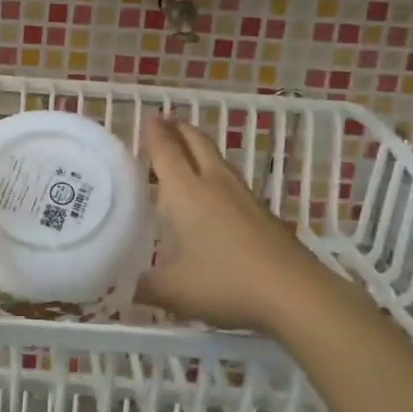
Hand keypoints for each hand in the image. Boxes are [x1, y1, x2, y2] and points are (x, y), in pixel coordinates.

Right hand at [138, 115, 330, 334]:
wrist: (295, 293)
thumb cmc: (225, 283)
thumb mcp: (172, 291)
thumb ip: (142, 286)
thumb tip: (118, 287)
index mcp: (185, 192)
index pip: (166, 151)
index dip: (154, 133)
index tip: (147, 118)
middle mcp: (213, 183)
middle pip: (196, 143)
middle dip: (179, 130)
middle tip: (164, 124)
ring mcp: (243, 196)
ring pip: (217, 159)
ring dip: (199, 148)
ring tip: (185, 152)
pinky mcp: (262, 212)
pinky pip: (231, 180)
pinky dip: (214, 174)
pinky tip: (212, 194)